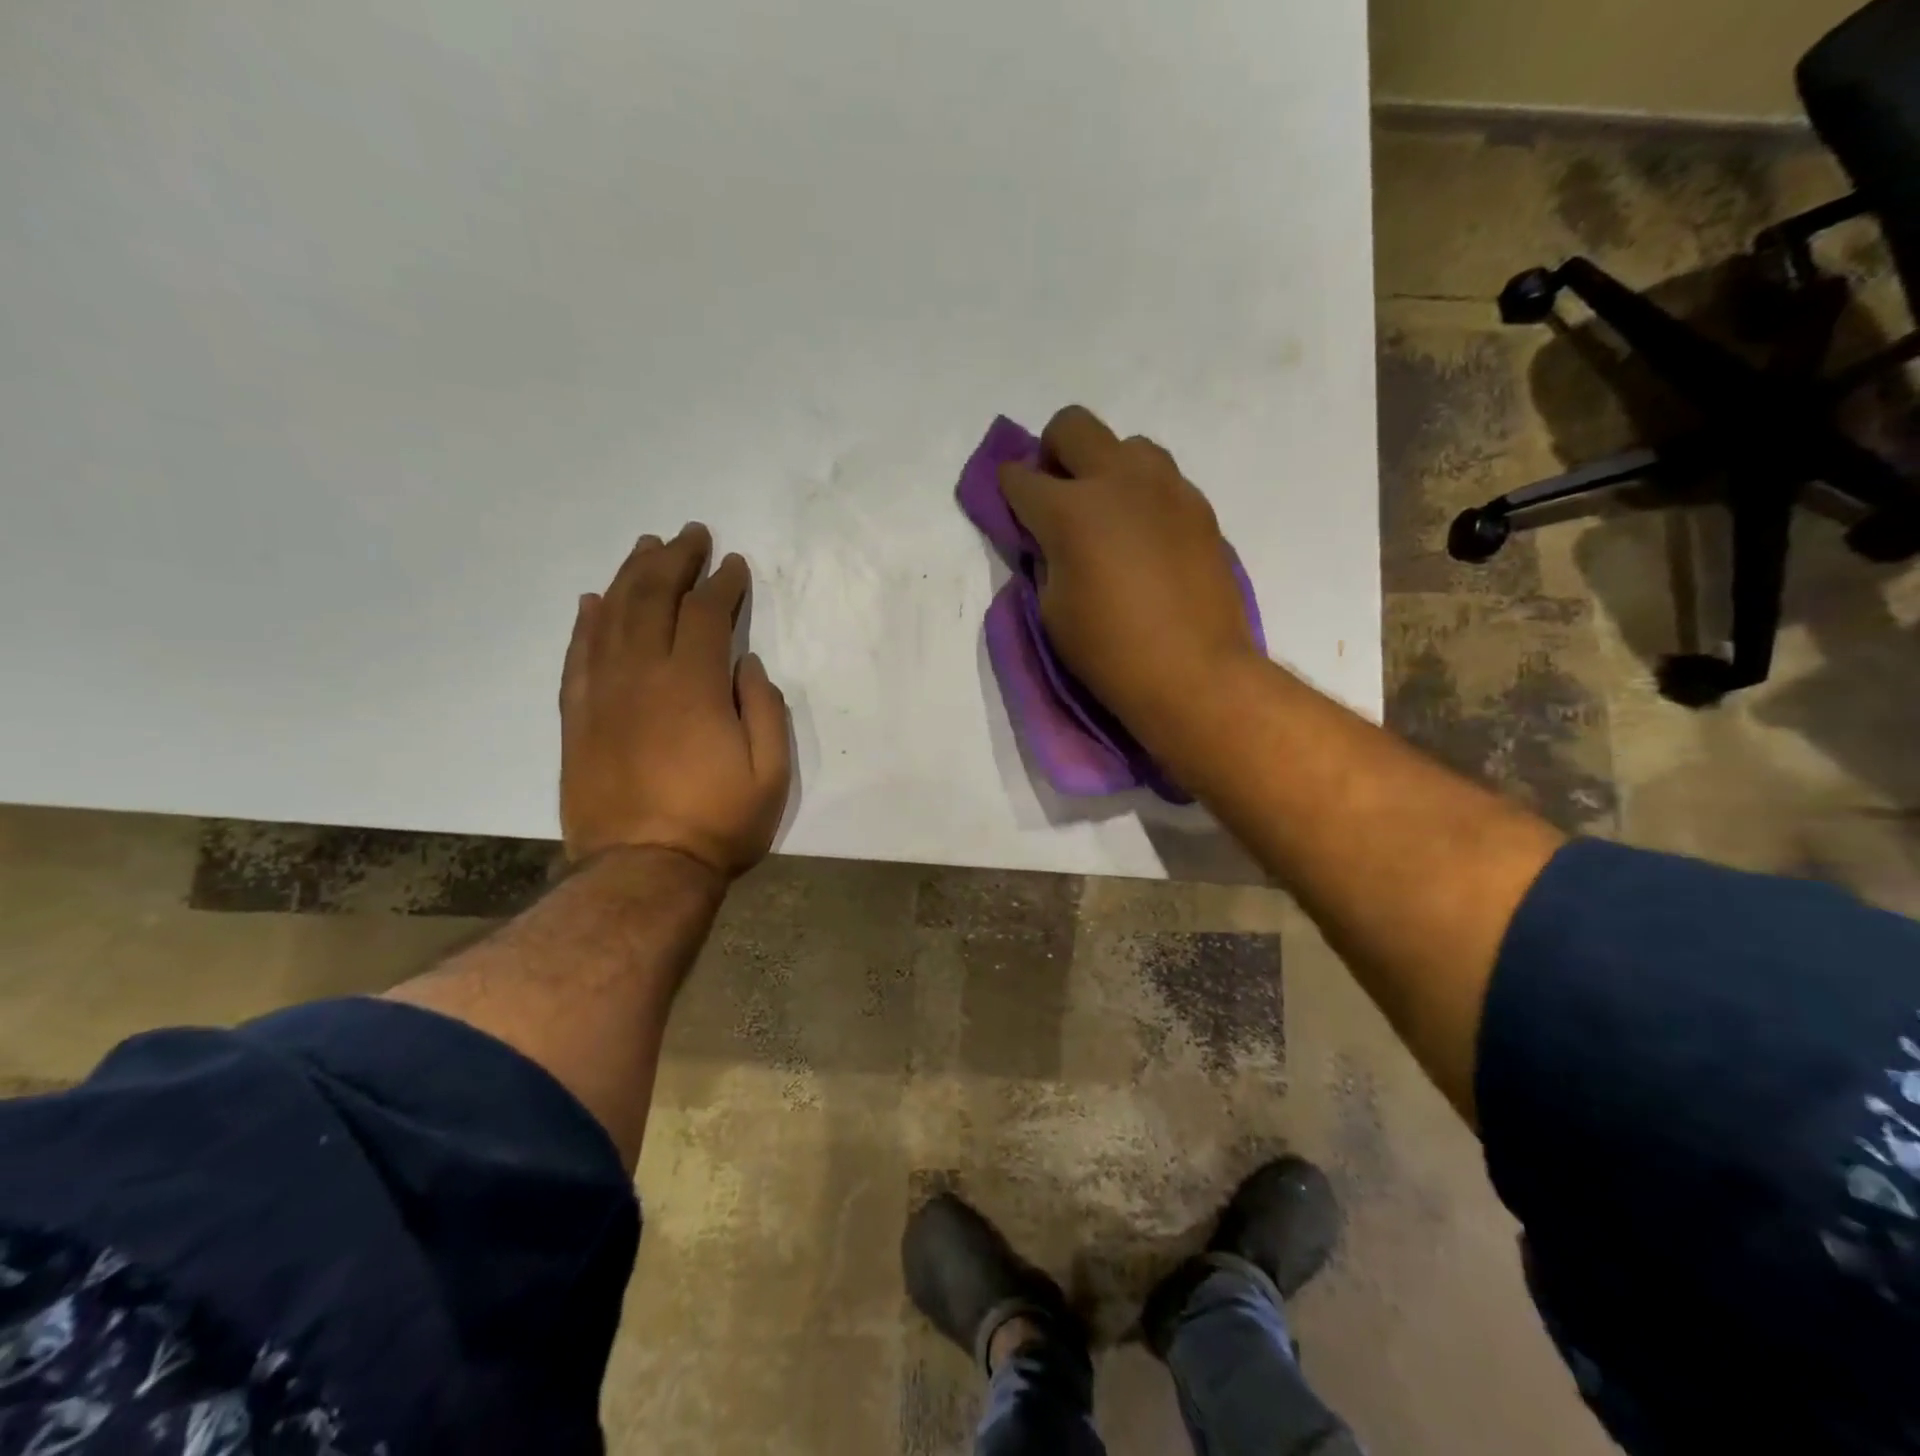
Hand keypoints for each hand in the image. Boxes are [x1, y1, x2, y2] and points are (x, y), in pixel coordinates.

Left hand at [559, 523, 791, 877]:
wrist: (641, 871)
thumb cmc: (718, 823)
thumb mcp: (770, 772)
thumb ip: (764, 708)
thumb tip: (746, 664)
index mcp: (692, 685)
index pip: (706, 613)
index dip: (723, 584)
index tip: (734, 564)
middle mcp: (641, 675)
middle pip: (652, 598)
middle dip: (674, 560)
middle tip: (690, 535)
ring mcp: (602, 694)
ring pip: (611, 616)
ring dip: (630, 576)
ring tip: (647, 548)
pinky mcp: (576, 716)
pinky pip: (577, 655)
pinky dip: (586, 622)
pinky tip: (594, 600)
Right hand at [999, 405, 1258, 741]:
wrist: (1194, 672)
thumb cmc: (1109, 651)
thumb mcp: (1051, 609)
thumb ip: (1045, 559)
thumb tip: (1050, 538)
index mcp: (1069, 510)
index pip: (1019, 477)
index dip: (1007, 489)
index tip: (1011, 505)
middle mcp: (1118, 481)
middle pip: (1072, 426)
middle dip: (1052, 451)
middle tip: (1056, 493)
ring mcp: (1166, 488)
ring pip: (1127, 445)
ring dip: (1106, 468)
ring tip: (1109, 515)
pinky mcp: (1200, 507)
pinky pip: (1163, 479)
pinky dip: (1143, 496)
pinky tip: (1145, 538)